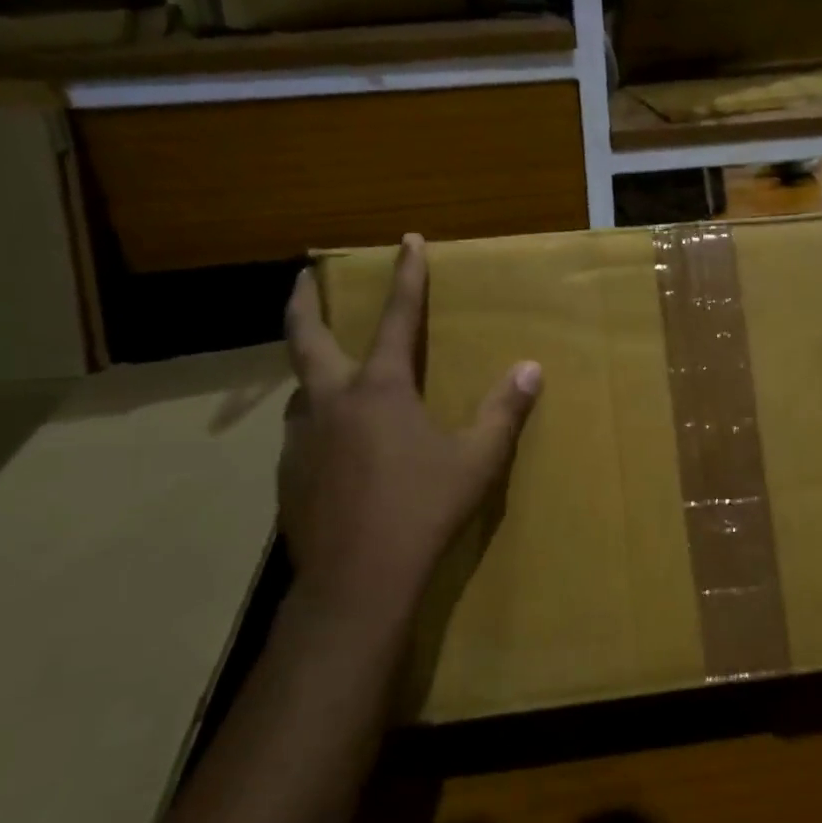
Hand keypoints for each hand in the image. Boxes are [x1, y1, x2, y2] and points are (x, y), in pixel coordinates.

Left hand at [279, 235, 542, 592]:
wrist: (358, 580)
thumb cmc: (423, 510)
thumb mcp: (476, 460)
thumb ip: (504, 411)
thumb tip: (532, 369)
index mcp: (381, 390)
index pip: (399, 319)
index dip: (406, 277)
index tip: (407, 241)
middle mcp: (332, 401)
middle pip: (306, 337)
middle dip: (305, 301)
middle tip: (305, 277)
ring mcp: (302, 438)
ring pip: (302, 390)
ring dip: (313, 371)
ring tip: (329, 374)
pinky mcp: (289, 474)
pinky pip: (303, 434)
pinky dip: (318, 422)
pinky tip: (335, 447)